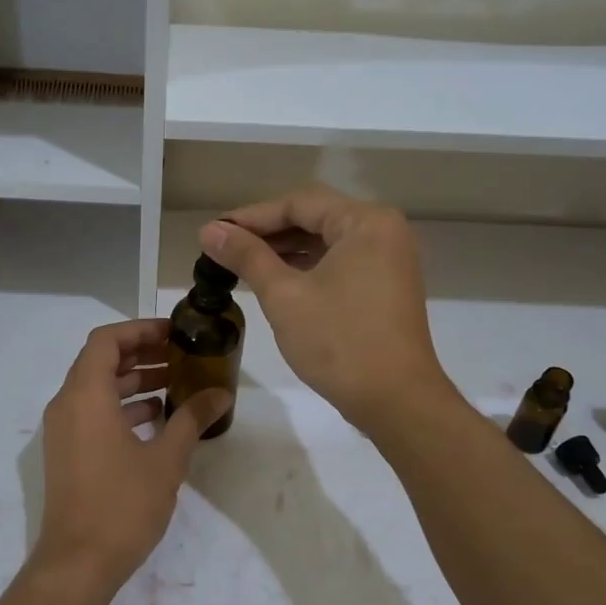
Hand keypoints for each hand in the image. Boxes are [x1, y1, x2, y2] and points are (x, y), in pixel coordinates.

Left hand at [30, 319, 230, 598]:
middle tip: (181, 356)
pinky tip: (156, 419)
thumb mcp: (166, 460)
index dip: (140, 330)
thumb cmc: (122, 505)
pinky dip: (121, 407)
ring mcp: (62, 430)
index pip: (106, 340)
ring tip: (175, 384)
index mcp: (86, 396)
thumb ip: (192, 419)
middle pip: (100, 361)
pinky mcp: (66, 452)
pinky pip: (92, 413)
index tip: (174, 334)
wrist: (78, 563)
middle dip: (141, 353)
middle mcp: (66, 405)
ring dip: (133, 381)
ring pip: (96, 388)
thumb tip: (221, 393)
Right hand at [199, 185, 452, 434]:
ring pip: (327, 243)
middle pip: (315, 219)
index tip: (215, 232)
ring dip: (286, 251)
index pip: (299, 204)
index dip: (252, 216)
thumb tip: (209, 231)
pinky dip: (308, 269)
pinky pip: (341, 264)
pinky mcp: (387, 288)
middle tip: (224, 248)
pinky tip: (276, 282)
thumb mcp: (284, 296)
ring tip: (242, 265)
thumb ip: (247, 257)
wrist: (396, 400)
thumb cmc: (339, 342)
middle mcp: (384, 232)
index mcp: (366, 222)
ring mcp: (390, 261)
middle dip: (268, 233)